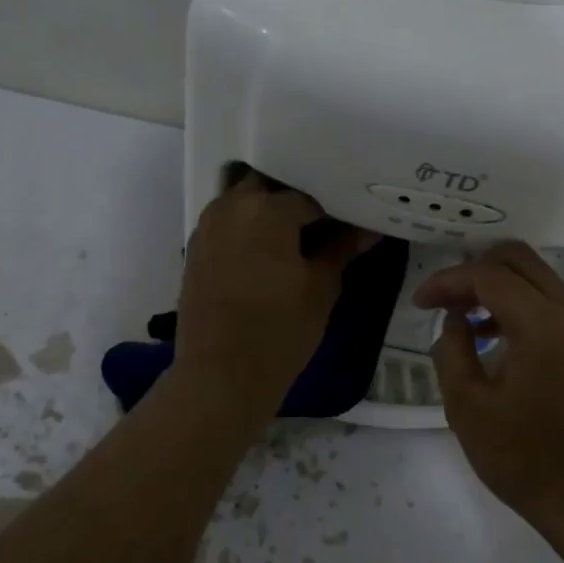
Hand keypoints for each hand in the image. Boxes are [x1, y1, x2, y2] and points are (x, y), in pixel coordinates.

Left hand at [175, 174, 373, 418]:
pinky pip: (228, 222)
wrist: (219, 376)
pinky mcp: (196, 249)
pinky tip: (269, 252)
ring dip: (270, 210)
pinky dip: (249, 227)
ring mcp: (208, 226)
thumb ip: (341, 249)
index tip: (352, 223)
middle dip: (297, 199)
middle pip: (271, 186)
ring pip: (245, 200)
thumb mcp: (321, 288)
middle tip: (324, 224)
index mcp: (267, 208)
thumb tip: (368, 229)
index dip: (335, 209)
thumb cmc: (279, 330)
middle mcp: (232, 206)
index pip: (310, 195)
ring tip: (298, 237)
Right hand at [415, 242, 563, 532]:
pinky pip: (551, 301)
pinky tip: (495, 337)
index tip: (419, 304)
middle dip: (473, 271)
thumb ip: (452, 350)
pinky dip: (519, 304)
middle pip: (517, 259)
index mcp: (543, 325)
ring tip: (464, 321)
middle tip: (443, 302)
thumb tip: (455, 318)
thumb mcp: (468, 407)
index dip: (447, 282)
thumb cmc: (525, 460)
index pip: (487, 276)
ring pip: (536, 277)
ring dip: (497, 286)